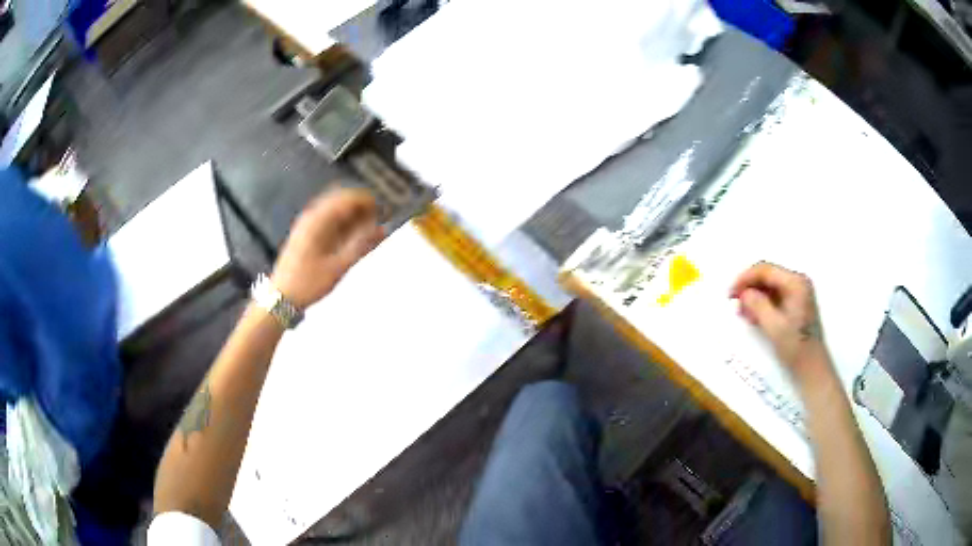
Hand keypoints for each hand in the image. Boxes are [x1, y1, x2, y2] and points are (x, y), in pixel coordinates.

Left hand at [271, 188, 383, 309]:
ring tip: (368, 231)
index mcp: (318, 221)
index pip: (347, 198)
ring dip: (352, 216)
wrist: (280, 298)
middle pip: (341, 200)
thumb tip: (383, 230)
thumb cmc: (308, 283)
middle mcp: (311, 217)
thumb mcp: (338, 267)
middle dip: (361, 207)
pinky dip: (342, 224)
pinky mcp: (305, 234)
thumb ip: (361, 246)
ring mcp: (306, 224)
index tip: (384, 211)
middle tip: (378, 221)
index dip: (368, 201)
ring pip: (335, 210)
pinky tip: (351, 238)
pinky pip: (328, 220)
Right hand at [730, 262, 833, 389]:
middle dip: (749, 287)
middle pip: (767, 276)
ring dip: (754, 296)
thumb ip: (758, 305)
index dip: (745, 279)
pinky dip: (762, 303)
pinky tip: (753, 316)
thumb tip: (744, 293)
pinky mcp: (795, 303)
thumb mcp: (774, 327)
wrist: (811, 367)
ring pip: (769, 286)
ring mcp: (797, 292)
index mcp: (795, 283)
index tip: (730, 294)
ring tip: (742, 313)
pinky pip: (774, 296)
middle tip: (734, 304)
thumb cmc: (795, 347)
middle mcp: (797, 282)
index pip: (765, 270)